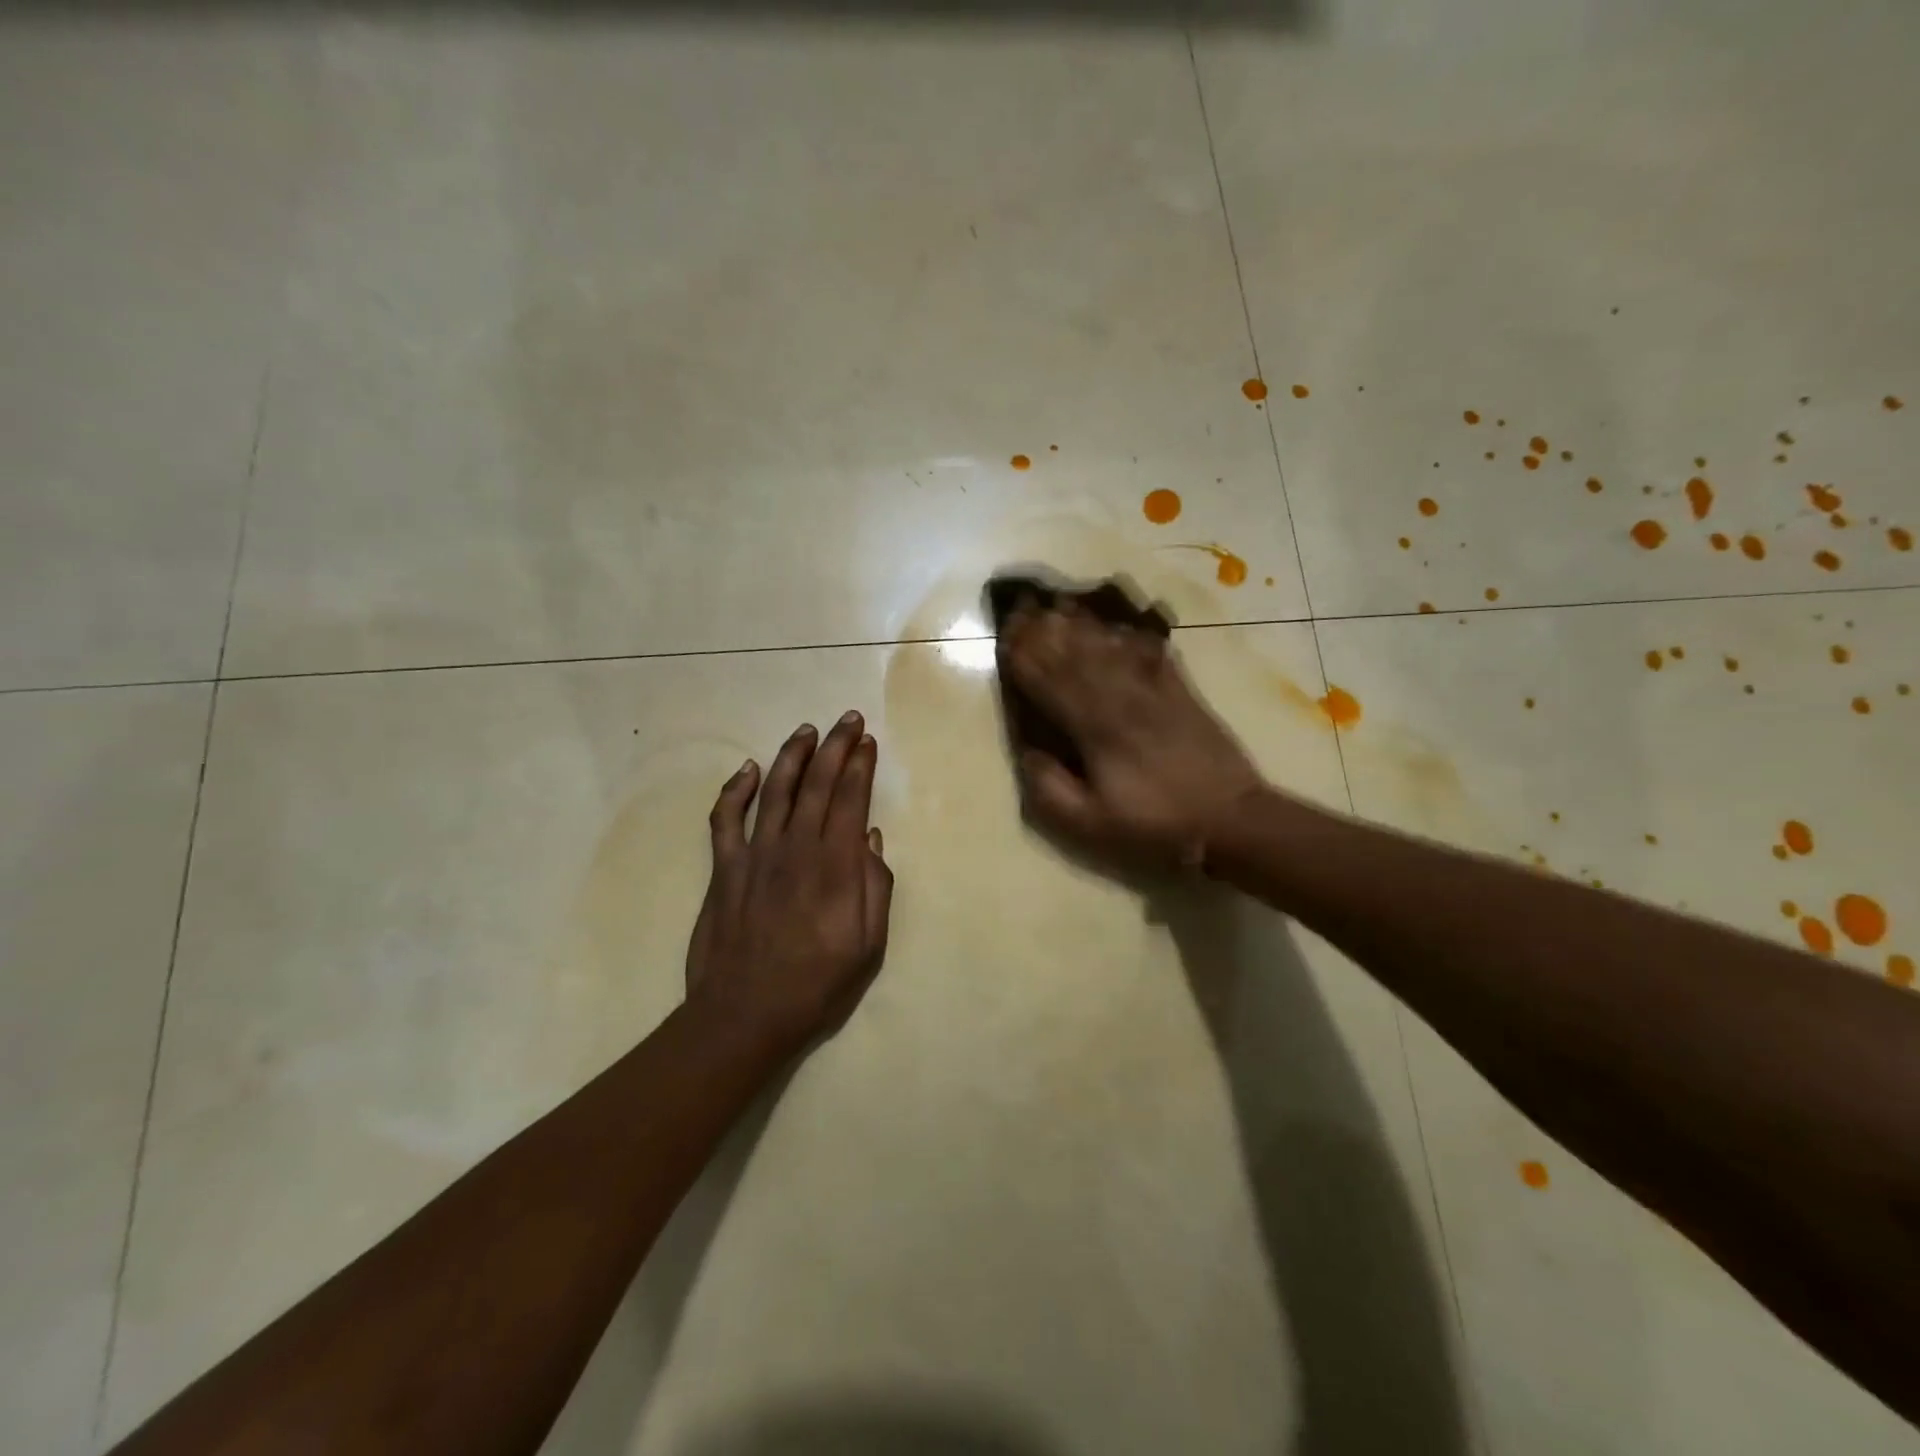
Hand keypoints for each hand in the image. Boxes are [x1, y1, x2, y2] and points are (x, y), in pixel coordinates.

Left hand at [684, 712, 893, 1049]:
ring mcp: (755, 855)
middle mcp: (795, 848)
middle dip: (835, 746)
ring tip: (807, 730)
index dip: (860, 766)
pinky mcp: (724, 869)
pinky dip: (736, 790)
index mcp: (834, 866)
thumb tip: (869, 840)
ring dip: (792, 755)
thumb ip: (874, 887)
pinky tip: (749, 770)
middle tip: (847, 719)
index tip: (867, 741)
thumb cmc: (816, 984)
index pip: (850, 800)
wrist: (745, 1014)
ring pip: (776, 791)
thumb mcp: (869, 946)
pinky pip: (726, 818)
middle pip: (817, 784)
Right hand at [998, 601, 1265, 868]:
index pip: (1050, 683)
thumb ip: (1051, 789)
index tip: (1004, 633)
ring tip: (1059, 602)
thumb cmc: (1155, 823)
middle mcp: (1120, 699)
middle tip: (1023, 605)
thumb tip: (1026, 753)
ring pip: (1109, 647)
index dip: (1025, 657)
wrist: (1229, 817)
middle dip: (1046, 630)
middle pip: (1076, 655)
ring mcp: (1154, 690)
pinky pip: (1150, 653)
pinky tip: (1116, 622)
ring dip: (1081, 624)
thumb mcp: (1092, 823)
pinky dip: (1129, 634)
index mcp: (1094, 730)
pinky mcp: (1181, 690)